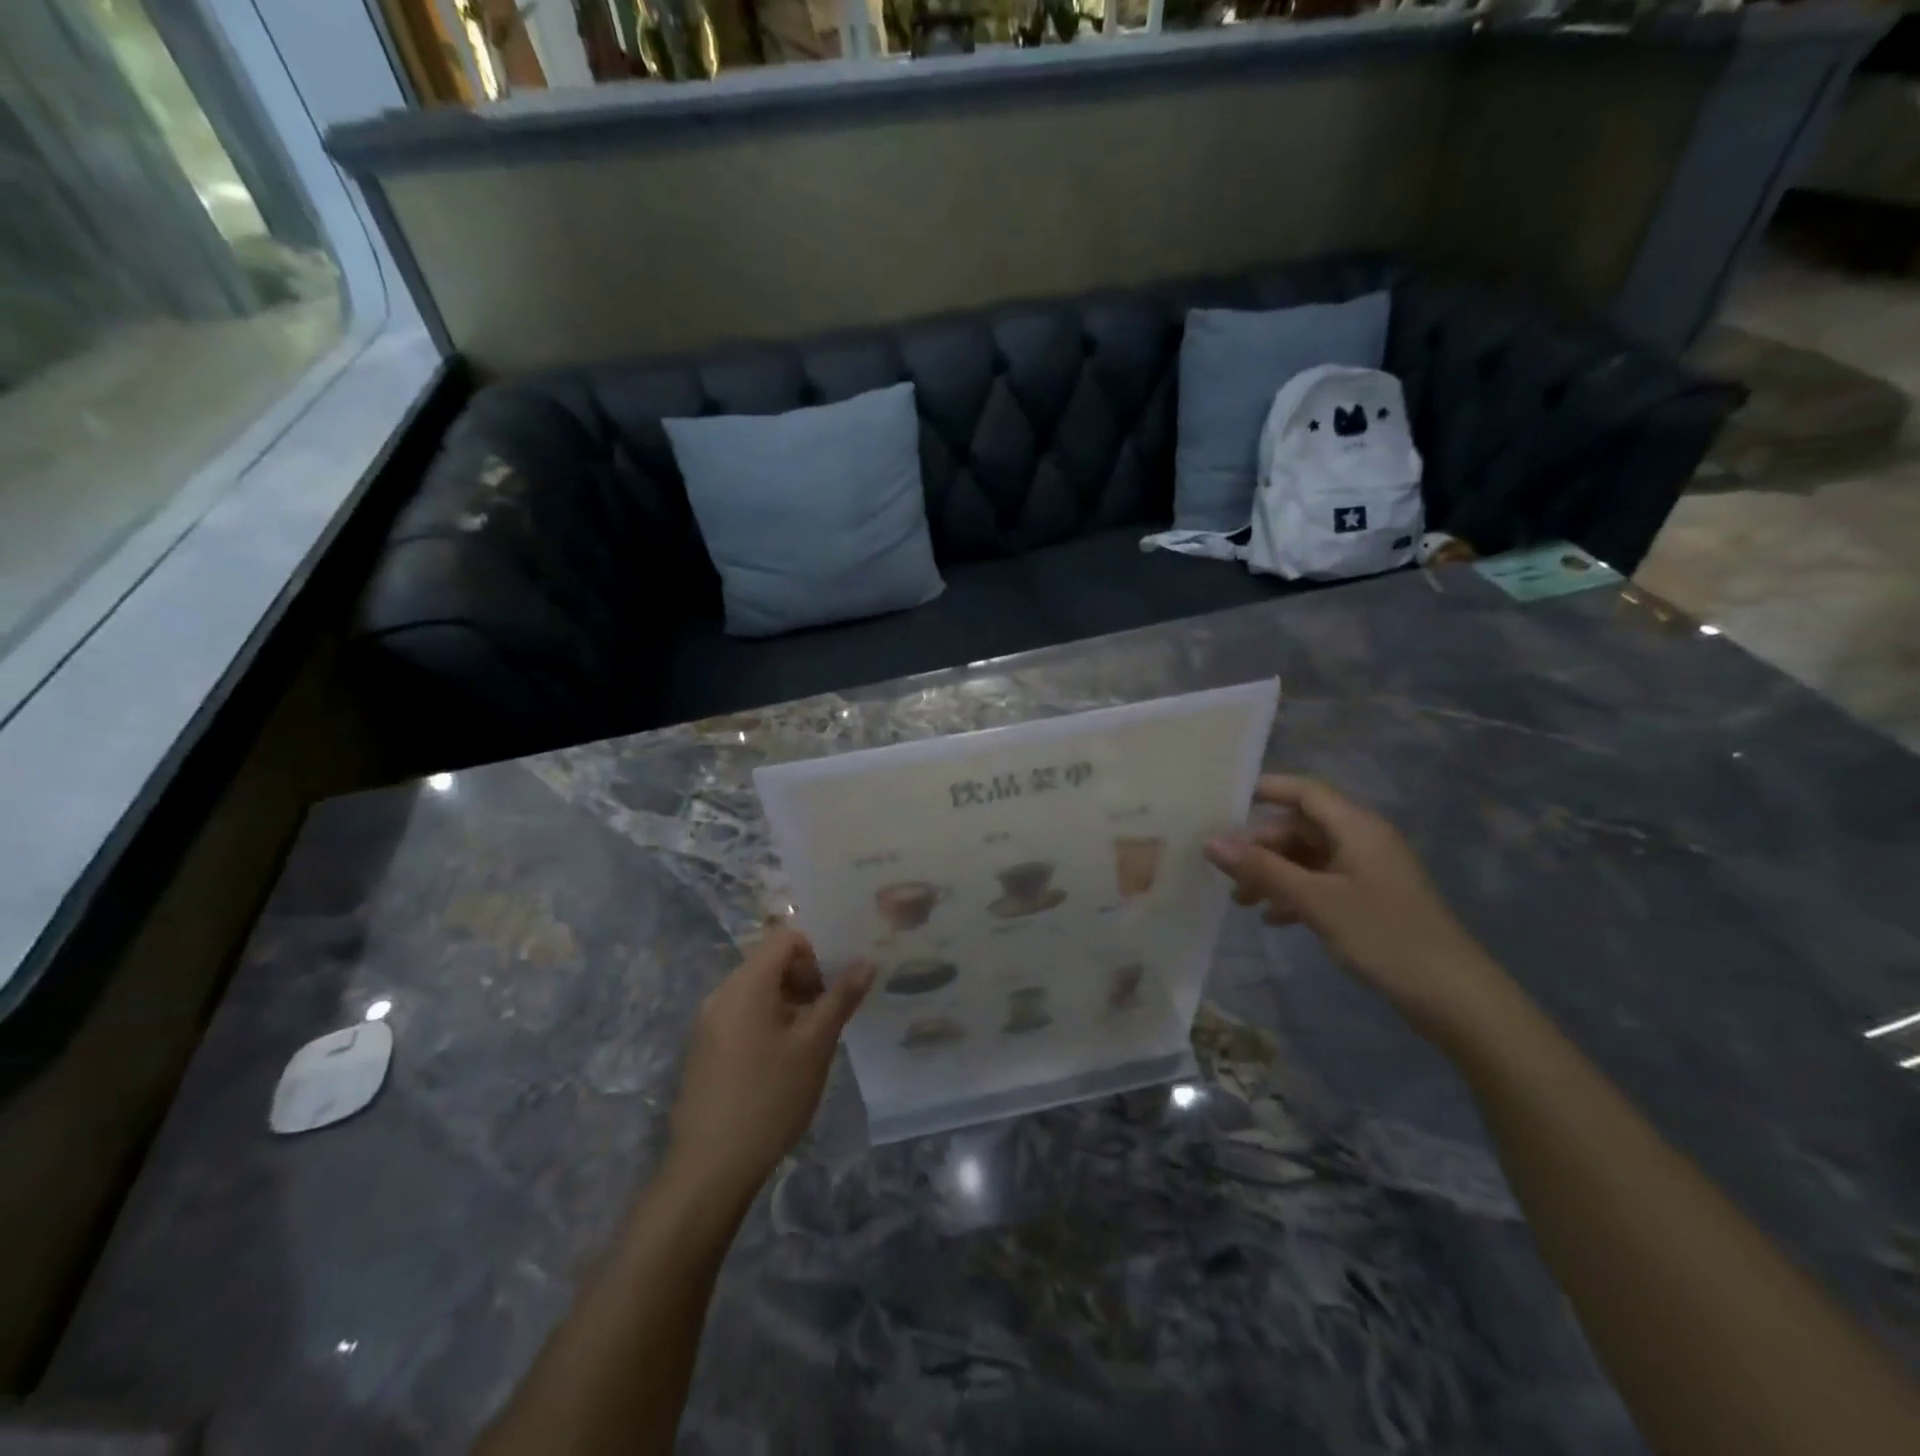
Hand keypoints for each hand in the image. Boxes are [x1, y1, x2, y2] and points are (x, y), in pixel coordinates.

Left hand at [667, 926, 872, 1198]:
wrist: (709, 1168)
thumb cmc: (769, 1099)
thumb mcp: (814, 1046)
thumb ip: (841, 998)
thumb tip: (866, 961)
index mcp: (746, 985)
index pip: (785, 938)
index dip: (816, 953)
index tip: (834, 989)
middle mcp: (722, 994)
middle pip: (770, 961)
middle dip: (805, 979)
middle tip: (828, 1015)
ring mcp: (709, 1022)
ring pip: (758, 989)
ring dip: (790, 1001)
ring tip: (811, 1040)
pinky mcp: (706, 1047)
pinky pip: (743, 1013)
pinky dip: (769, 1020)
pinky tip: (784, 1059)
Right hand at [1206, 775, 1505, 1033]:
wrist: (1453, 996)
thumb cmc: (1383, 935)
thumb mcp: (1315, 900)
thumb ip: (1262, 869)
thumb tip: (1210, 842)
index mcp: (1356, 827)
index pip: (1304, 791)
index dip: (1265, 790)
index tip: (1223, 804)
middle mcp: (1362, 840)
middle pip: (1300, 827)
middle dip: (1261, 847)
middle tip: (1226, 873)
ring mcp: (1367, 871)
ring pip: (1307, 857)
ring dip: (1274, 873)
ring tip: (1241, 901)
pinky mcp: (1370, 899)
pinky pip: (1322, 882)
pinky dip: (1295, 893)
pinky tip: (1274, 919)